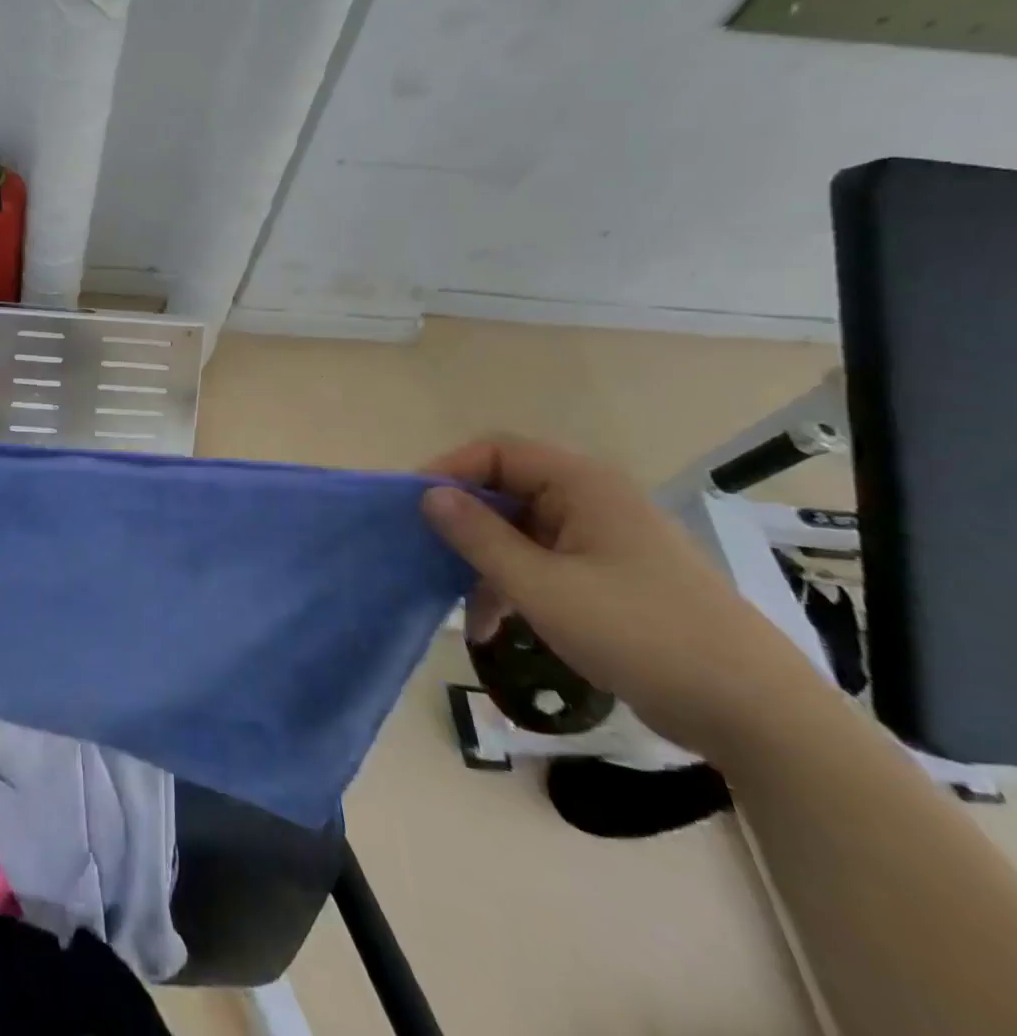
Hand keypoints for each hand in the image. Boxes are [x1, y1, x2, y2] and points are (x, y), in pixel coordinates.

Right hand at [421, 436, 820, 760]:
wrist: (756, 714)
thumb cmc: (641, 635)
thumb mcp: (543, 588)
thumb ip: (479, 537)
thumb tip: (429, 494)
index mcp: (580, 484)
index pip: (495, 452)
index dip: (447, 471)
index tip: (410, 508)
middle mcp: (590, 499)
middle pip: (504, 490)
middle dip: (462, 525)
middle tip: (425, 556)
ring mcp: (601, 538)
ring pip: (518, 531)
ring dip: (485, 564)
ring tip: (462, 609)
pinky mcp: (609, 575)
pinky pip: (542, 561)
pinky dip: (513, 586)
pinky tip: (493, 626)